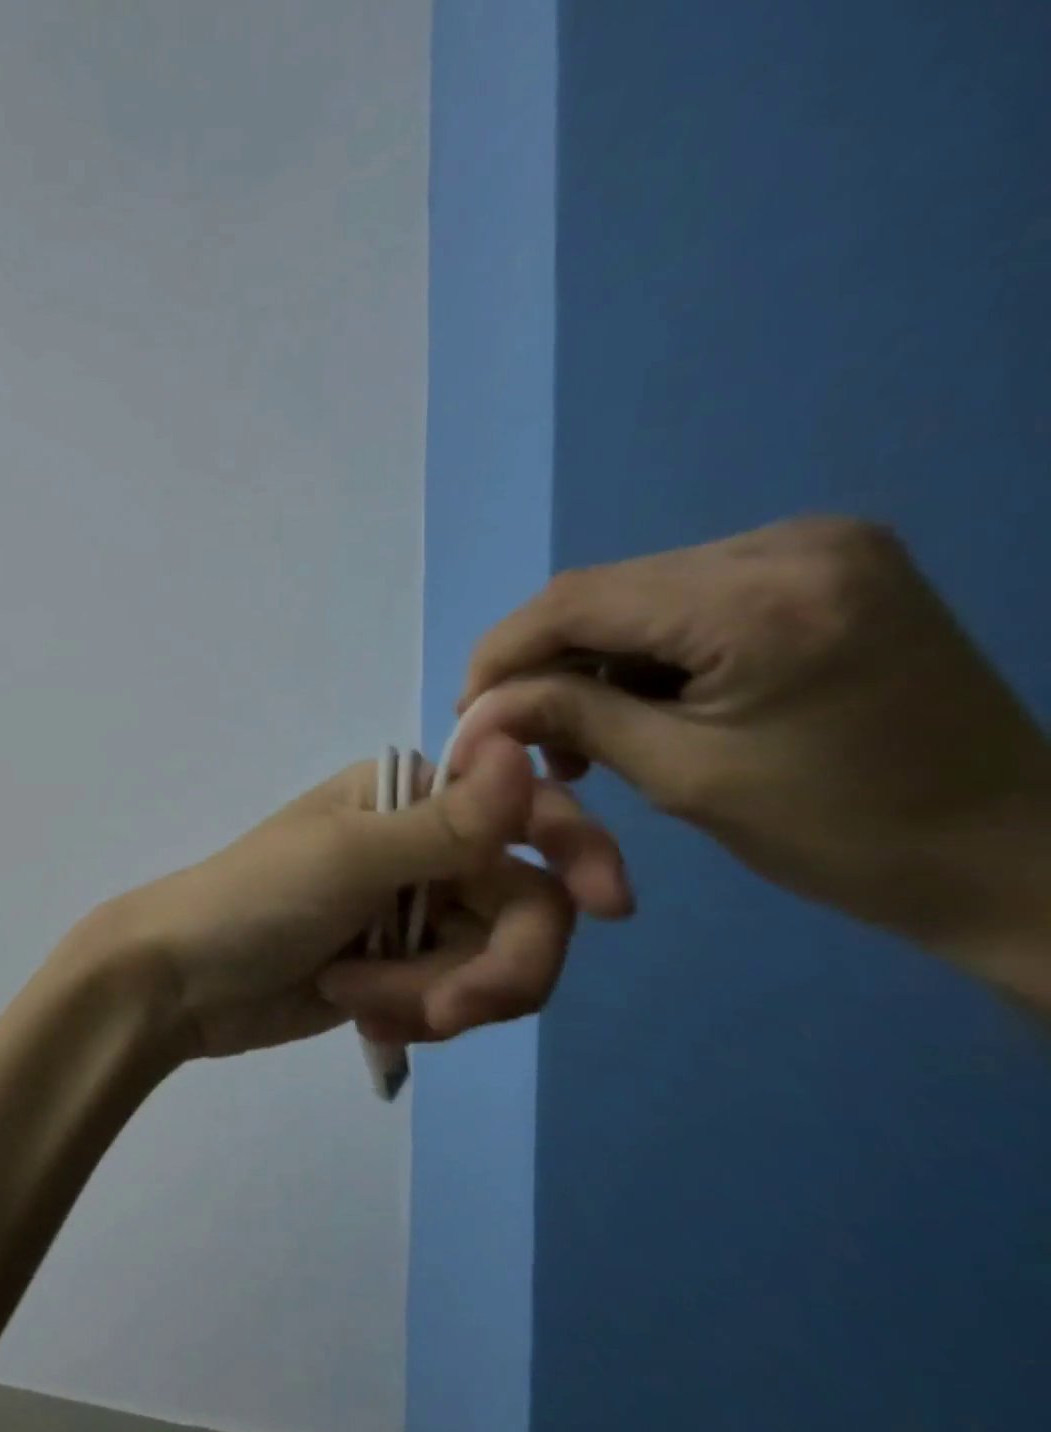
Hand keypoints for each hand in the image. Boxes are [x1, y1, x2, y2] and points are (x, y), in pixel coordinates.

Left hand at [65, 736, 631, 1059]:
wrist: (183, 980)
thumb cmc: (253, 899)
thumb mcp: (348, 858)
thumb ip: (445, 823)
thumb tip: (518, 742)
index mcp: (408, 797)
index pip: (523, 809)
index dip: (575, 849)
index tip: (609, 905)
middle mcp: (423, 846)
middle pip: (525, 906)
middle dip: (491, 969)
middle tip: (441, 1011)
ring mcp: (415, 912)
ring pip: (495, 962)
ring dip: (437, 996)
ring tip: (360, 999)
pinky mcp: (404, 968)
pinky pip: (458, 997)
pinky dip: (418, 1014)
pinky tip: (361, 1015)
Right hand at [456, 516, 1050, 994]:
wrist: (1015, 857)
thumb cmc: (846, 833)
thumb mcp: (681, 776)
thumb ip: (568, 719)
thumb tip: (475, 708)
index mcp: (764, 599)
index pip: (577, 600)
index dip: (501, 653)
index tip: (467, 712)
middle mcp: (788, 544)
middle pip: (601, 590)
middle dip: (541, 661)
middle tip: (517, 731)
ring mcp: (811, 546)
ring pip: (633, 594)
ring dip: (587, 659)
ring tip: (577, 731)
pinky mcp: (817, 567)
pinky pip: (680, 599)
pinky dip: (637, 652)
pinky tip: (633, 702)